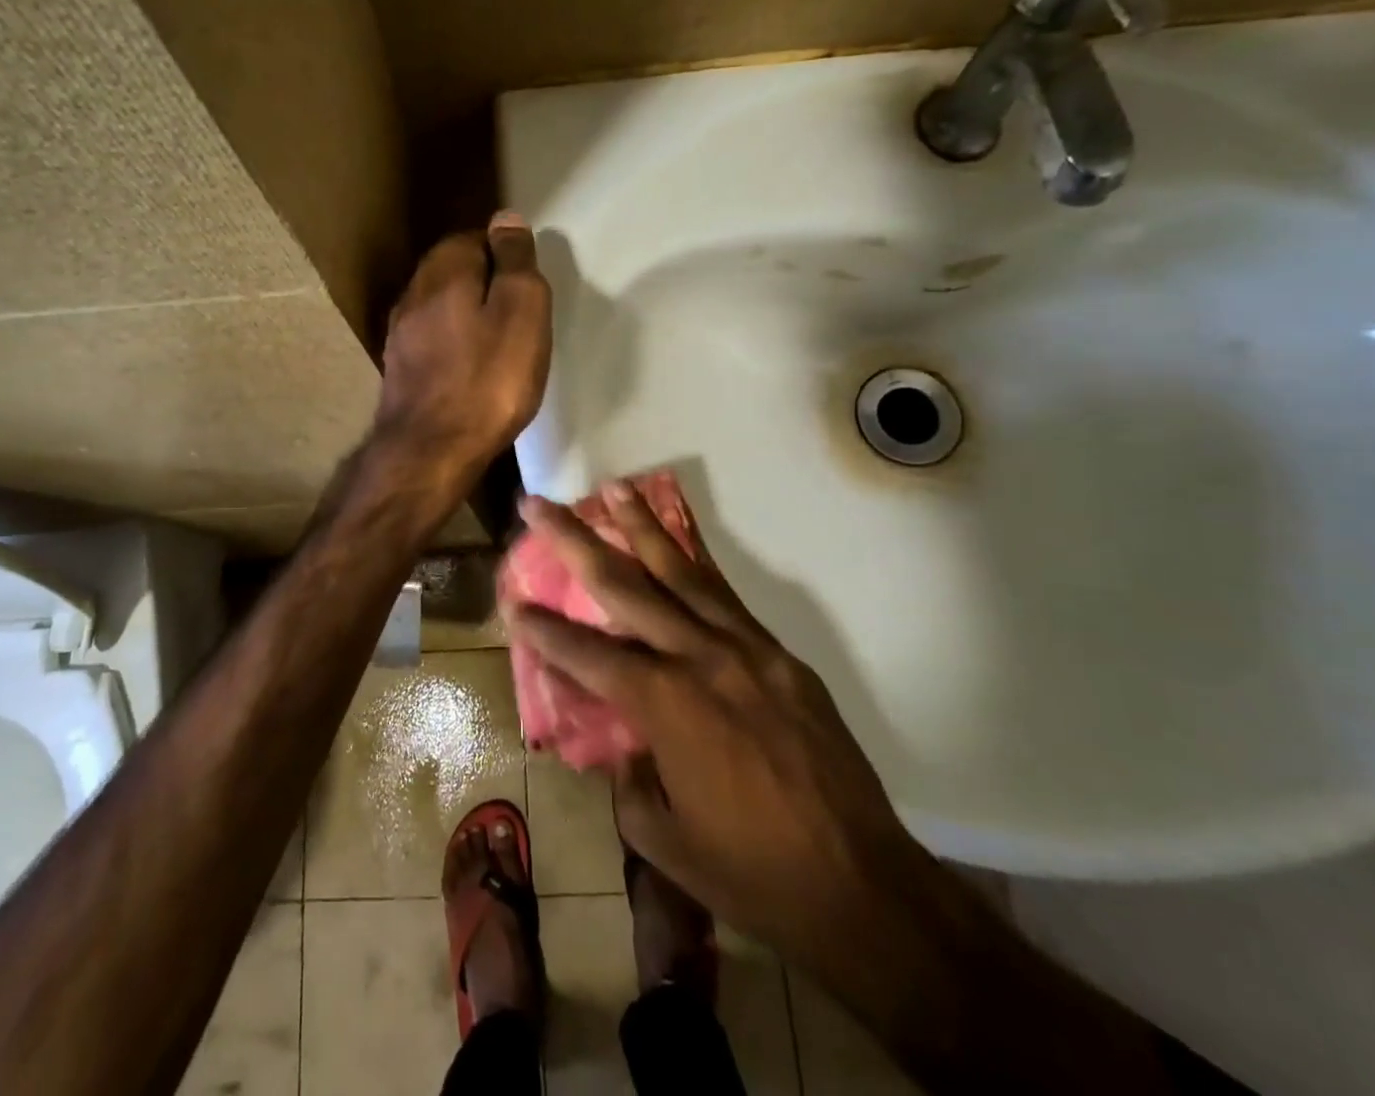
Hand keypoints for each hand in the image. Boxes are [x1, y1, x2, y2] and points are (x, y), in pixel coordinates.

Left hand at [373, 212, 551, 499]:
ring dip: (468, 312)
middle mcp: (413, 292)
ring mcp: (400, 332)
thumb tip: (506, 218)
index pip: (474, 237)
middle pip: (453, 269)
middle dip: (485, 280)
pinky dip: (454, 341)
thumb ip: (514, 260)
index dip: (505, 255)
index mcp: (443, 270)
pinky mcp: (400, 367)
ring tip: (499, 339)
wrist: (431, 450)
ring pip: (440, 305)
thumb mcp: (521, 310)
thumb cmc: (488, 379)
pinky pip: (433, 337)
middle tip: (519, 311)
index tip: (528, 284)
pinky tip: (470, 365)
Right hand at [502, 488, 918, 966]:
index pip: (584, 652)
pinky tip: (678, 544)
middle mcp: (698, 658)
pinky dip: (696, 562)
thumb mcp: (662, 836)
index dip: (541, 627)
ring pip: (681, 571)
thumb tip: (621, 740)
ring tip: (614, 489)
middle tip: (539, 504)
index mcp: (663, 704)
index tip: (511, 600)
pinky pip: (726, 597)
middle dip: (574, 540)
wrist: (863, 886)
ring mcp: (744, 649)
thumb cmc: (751, 873)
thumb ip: (627, 776)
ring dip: (641, 526)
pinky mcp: (778, 654)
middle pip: (623, 585)